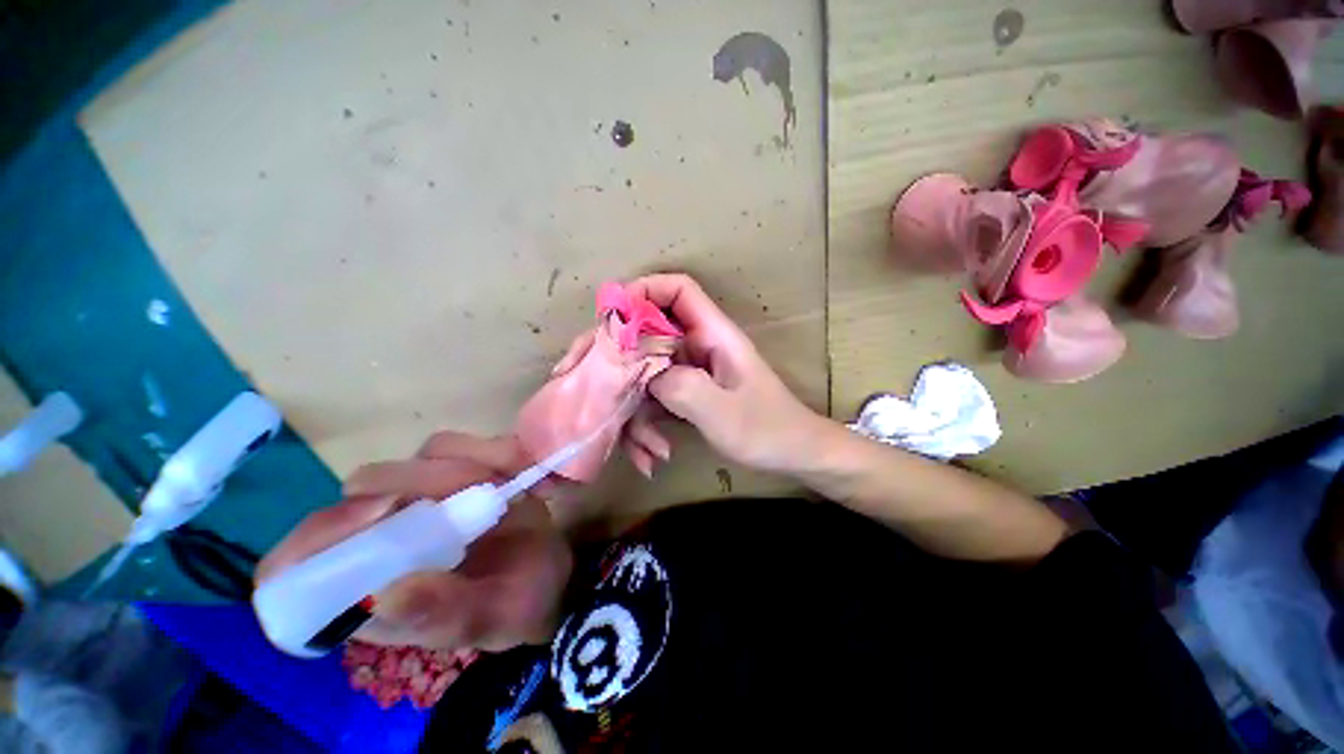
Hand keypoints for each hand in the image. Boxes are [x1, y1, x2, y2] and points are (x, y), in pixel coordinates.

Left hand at [255, 433, 572, 652]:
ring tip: (521, 489)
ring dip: (481, 465)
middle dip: (433, 483)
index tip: (389, 512)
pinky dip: (505, 453)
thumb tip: (384, 593)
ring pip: (428, 454)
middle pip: (370, 484)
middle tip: (489, 496)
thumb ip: (441, 614)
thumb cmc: (515, 607)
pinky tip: (531, 476)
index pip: (296, 563)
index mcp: (366, 588)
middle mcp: (382, 533)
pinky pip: (471, 444)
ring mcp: (421, 492)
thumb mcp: (488, 622)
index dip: (324, 535)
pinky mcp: (457, 468)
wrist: (552, 573)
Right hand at [623, 274, 827, 474]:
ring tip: (645, 451)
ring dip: (633, 411)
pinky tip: (652, 457)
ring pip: (643, 372)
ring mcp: (688, 371)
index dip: (643, 290)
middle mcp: (696, 346)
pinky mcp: (684, 393)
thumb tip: (642, 374)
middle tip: (588, 387)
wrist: (793, 454)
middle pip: (646, 331)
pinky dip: (645, 427)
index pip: (677, 289)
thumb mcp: (724, 413)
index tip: (610, 318)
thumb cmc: (767, 429)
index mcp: (713, 334)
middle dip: (614, 359)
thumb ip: (683, 388)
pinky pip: (652, 399)